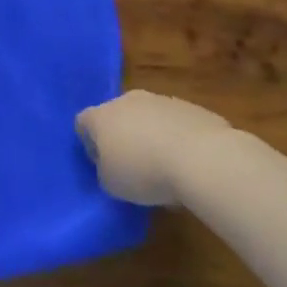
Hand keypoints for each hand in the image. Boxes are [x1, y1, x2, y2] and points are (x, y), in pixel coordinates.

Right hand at [75, 91, 237, 206]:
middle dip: (122, 137)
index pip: (83, 123)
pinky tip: (189, 163)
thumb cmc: (145, 172)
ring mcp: (162, 101)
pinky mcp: (193, 108)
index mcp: (101, 116)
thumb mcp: (111, 185)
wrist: (203, 159)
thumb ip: (105, 171)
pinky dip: (178, 139)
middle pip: (117, 116)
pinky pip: (176, 124)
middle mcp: (127, 101)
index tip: (103, 165)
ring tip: (167, 168)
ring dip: (152, 137)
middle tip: (134, 166)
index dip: (89, 144)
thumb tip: (113, 166)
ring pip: (149, 118)